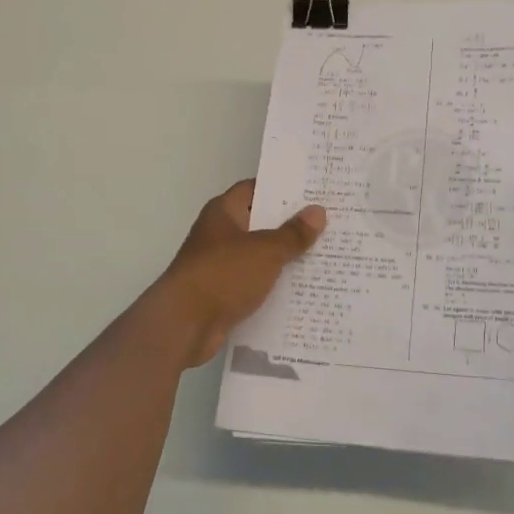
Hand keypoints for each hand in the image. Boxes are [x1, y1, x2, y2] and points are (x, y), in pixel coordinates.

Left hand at [151, 180, 326, 366]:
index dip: (283, 189)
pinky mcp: (223, 295)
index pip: (255, 190)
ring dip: (285, 258)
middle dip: (291, 225)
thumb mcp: (265, 251)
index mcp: (223, 212)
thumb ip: (292, 233)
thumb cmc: (223, 275)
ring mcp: (220, 266)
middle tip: (329, 223)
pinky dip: (274, 286)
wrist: (184, 325)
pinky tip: (303, 289)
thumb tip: (318, 211)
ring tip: (325, 255)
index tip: (314, 191)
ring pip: (260, 256)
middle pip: (260, 223)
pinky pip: (255, 284)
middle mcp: (219, 234)